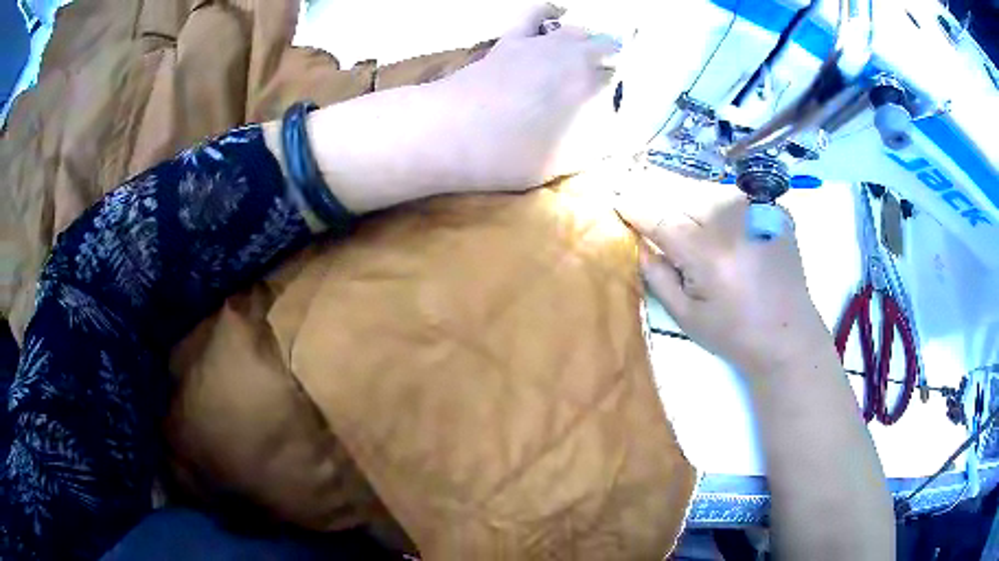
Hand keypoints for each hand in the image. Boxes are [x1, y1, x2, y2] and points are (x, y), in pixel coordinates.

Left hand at [429, 4, 619, 190]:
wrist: (450, 132)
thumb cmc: (511, 152)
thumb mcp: (564, 162)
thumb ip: (596, 147)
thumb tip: (615, 138)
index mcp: (591, 85)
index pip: (619, 80)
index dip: (620, 92)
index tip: (616, 107)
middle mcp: (573, 56)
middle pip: (605, 49)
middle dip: (612, 63)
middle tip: (607, 84)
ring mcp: (541, 43)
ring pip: (577, 31)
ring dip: (588, 42)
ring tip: (588, 56)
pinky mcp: (512, 39)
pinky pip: (535, 14)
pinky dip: (549, 13)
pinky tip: (556, 14)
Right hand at [615, 174, 830, 378]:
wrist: (790, 337)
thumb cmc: (735, 335)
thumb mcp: (686, 317)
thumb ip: (658, 276)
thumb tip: (639, 242)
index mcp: (707, 253)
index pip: (659, 217)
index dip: (634, 207)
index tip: (616, 199)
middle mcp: (732, 221)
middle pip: (683, 196)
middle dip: (664, 204)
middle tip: (656, 218)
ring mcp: (758, 211)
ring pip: (709, 193)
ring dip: (693, 205)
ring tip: (695, 229)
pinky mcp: (774, 211)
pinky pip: (736, 199)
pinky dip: (722, 210)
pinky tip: (728, 232)